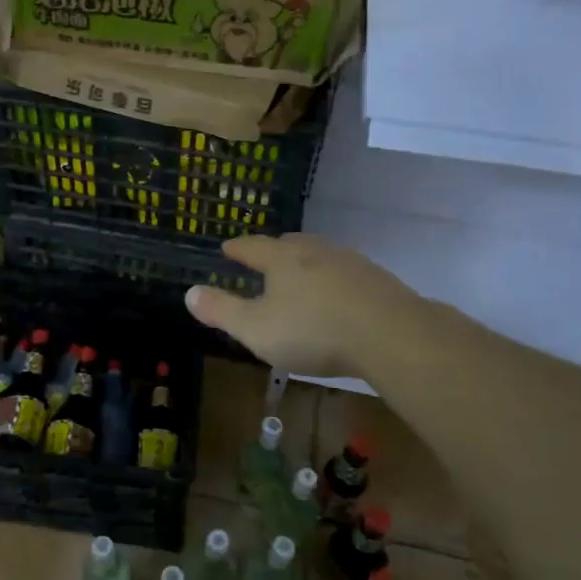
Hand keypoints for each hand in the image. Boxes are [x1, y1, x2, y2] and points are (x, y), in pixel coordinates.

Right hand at [185, 234, 419, 377]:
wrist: (391, 335)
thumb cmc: (313, 331)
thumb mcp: (256, 328)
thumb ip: (221, 310)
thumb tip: (189, 292)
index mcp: (281, 259)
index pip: (251, 246)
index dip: (237, 248)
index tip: (226, 248)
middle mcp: (314, 251)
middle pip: (288, 244)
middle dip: (272, 252)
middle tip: (263, 260)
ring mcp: (349, 262)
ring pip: (319, 256)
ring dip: (305, 264)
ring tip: (299, 277)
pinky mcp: (377, 279)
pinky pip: (345, 274)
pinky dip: (333, 281)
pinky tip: (337, 297)